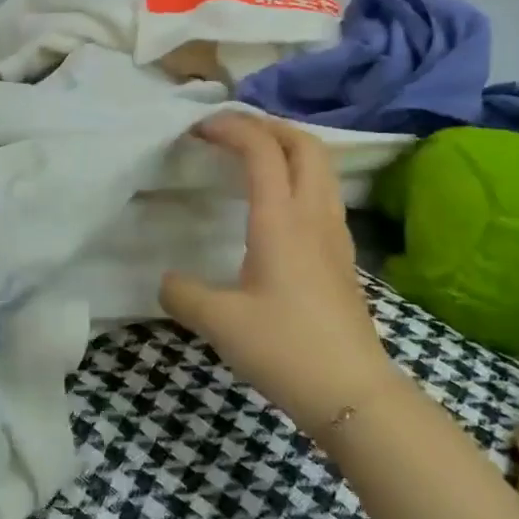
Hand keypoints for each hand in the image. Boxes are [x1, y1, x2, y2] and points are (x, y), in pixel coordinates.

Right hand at [160, 115, 403, 432]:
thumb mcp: (219, 322)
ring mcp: (335, 235)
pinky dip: (299, 177)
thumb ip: (183, 293)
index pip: (261, 150)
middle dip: (266, 125)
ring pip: (321, 168)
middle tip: (231, 132)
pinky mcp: (343, 256)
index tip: (198, 129)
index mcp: (282, 220)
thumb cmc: (284, 349)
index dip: (231, 128)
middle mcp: (314, 216)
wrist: (352, 393)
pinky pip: (323, 194)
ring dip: (288, 148)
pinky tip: (276, 204)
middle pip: (304, 144)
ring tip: (253, 158)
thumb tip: (166, 280)